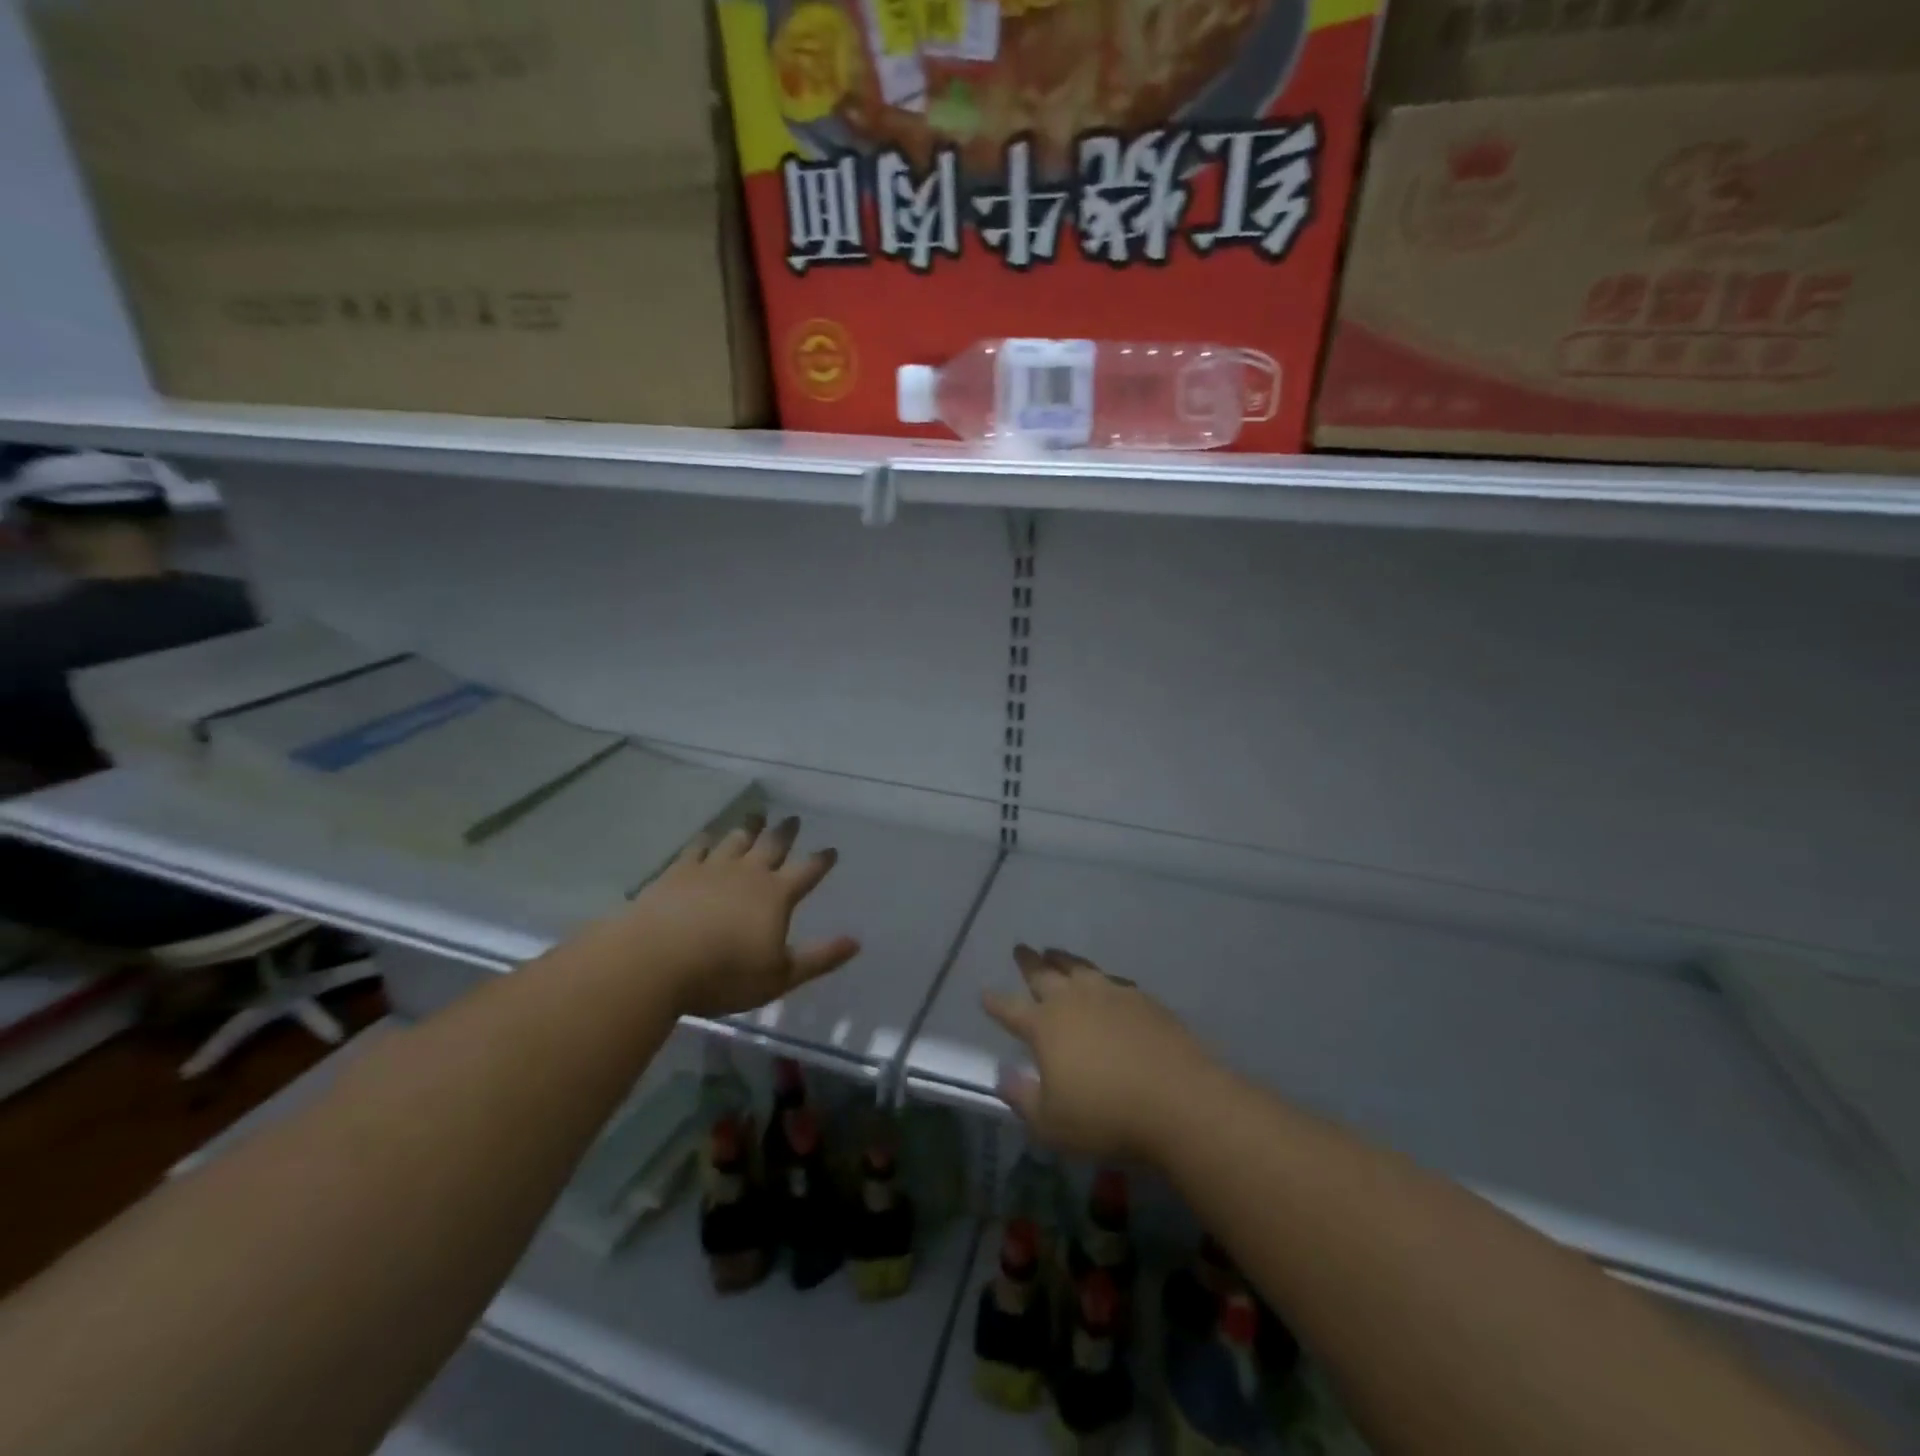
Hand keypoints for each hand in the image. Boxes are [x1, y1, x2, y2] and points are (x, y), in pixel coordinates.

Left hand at [617, 815, 860, 1018]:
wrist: (655, 961)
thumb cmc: (723, 974)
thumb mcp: (780, 976)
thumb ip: (819, 958)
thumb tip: (856, 942)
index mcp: (776, 895)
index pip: (807, 872)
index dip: (821, 861)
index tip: (831, 850)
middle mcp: (748, 873)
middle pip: (772, 846)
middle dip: (785, 832)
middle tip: (793, 818)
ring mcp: (711, 868)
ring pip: (736, 840)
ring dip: (749, 827)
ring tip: (757, 815)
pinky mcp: (678, 872)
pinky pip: (698, 848)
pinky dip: (707, 840)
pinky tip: (708, 836)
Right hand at [983, 945, 1218, 1163]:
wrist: (1179, 1101)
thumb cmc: (1107, 1118)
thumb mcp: (1051, 1124)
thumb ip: (1022, 1098)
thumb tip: (1002, 1074)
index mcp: (1045, 1026)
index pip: (1010, 1009)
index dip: (995, 1002)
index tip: (984, 994)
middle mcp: (1074, 1000)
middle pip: (1044, 974)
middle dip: (1029, 962)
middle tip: (1020, 949)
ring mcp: (1111, 994)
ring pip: (1079, 967)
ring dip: (1063, 959)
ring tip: (1054, 952)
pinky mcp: (1143, 999)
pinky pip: (1113, 980)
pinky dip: (1100, 977)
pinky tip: (1104, 982)